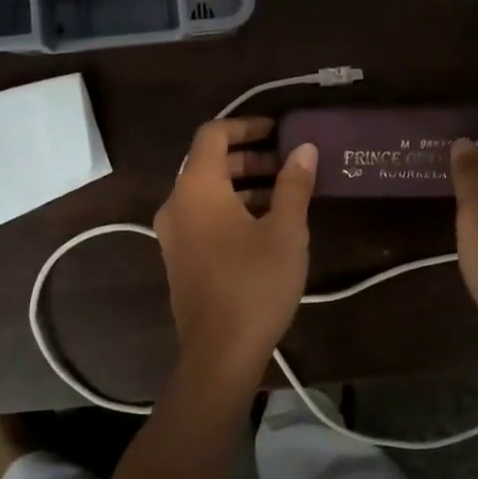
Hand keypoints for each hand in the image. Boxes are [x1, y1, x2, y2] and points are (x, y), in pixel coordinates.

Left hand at [154, 118, 318, 374]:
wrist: (218, 353)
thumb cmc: (254, 283)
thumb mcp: (285, 230)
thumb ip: (294, 184)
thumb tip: (304, 148)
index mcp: (197, 188)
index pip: (213, 134)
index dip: (246, 125)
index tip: (278, 132)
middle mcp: (176, 203)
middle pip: (209, 162)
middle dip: (249, 157)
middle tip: (288, 164)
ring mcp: (173, 233)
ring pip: (207, 192)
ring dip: (242, 184)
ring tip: (284, 194)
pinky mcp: (179, 258)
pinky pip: (203, 216)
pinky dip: (230, 208)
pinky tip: (264, 226)